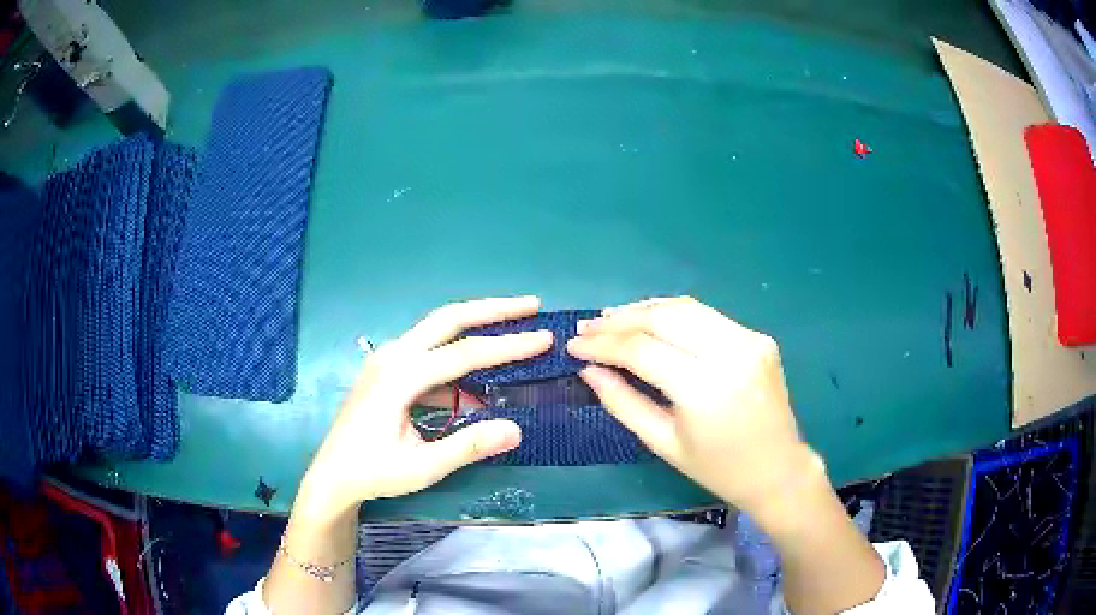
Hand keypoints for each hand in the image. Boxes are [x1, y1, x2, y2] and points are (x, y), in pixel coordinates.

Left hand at [296, 296, 552, 518]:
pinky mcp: (388, 370)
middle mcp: (393, 356)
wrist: (332, 476)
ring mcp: (387, 360)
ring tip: (512, 329)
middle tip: (531, 305)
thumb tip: (517, 429)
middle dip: (492, 310)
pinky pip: (429, 354)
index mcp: (399, 377)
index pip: (464, 354)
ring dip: (476, 327)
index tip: (544, 338)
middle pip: (448, 319)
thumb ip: (468, 447)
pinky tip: (478, 385)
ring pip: (437, 330)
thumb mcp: (422, 468)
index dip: (507, 346)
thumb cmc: (373, 473)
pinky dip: (457, 359)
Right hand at [567, 296, 818, 518]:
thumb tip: (588, 369)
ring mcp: (749, 340)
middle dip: (619, 319)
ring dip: (644, 309)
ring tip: (612, 318)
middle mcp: (729, 354)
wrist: (777, 469)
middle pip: (663, 318)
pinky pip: (707, 316)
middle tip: (589, 326)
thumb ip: (622, 402)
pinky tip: (652, 321)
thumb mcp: (663, 443)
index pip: (642, 350)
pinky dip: (673, 314)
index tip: (573, 344)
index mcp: (703, 389)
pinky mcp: (758, 337)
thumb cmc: (717, 468)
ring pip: (685, 308)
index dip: (603, 344)